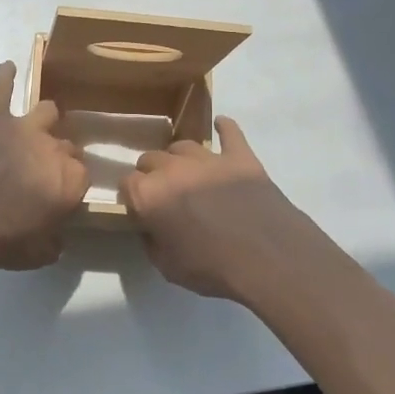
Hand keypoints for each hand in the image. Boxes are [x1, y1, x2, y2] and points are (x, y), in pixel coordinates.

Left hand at [0, 62, 87, 269]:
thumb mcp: (35, 254)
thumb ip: (52, 244)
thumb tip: (56, 241)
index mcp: (70, 180)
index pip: (83, 174)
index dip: (72, 182)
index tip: (62, 191)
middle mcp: (53, 147)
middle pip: (67, 144)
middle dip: (59, 153)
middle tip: (43, 166)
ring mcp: (23, 126)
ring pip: (47, 111)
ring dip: (45, 118)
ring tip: (38, 125)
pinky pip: (1, 87)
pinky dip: (4, 76)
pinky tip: (7, 68)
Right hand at [121, 118, 320, 299]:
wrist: (268, 258)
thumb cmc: (212, 267)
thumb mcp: (167, 266)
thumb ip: (151, 241)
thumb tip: (150, 227)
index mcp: (149, 194)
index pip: (126, 184)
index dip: (131, 197)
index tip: (139, 210)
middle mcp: (173, 168)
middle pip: (150, 159)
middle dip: (152, 174)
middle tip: (164, 195)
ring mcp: (208, 158)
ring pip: (182, 145)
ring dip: (179, 158)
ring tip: (187, 173)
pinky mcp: (240, 157)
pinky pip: (230, 133)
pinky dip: (224, 129)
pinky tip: (220, 126)